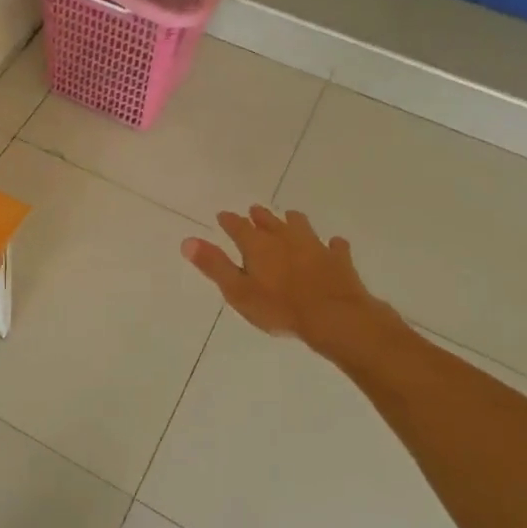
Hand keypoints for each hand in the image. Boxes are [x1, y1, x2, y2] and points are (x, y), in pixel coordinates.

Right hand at [182, 206, 399, 357]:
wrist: (334, 316)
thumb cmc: (279, 307)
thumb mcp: (238, 291)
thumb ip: (214, 265)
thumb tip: (187, 241)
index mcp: (258, 245)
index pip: (238, 226)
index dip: (229, 221)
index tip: (222, 215)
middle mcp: (285, 238)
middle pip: (270, 221)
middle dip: (260, 216)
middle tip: (254, 210)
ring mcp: (315, 246)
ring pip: (301, 226)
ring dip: (293, 221)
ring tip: (290, 217)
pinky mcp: (339, 259)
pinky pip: (335, 246)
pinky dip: (331, 244)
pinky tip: (333, 244)